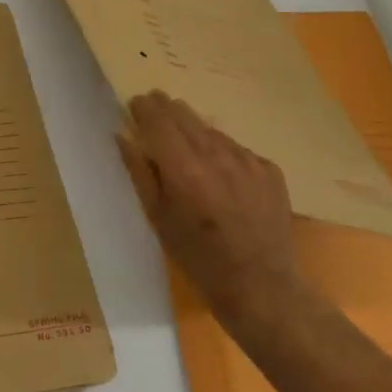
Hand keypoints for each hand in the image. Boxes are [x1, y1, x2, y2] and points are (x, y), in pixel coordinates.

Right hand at [118, 92, 301, 324]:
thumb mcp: (157, 217)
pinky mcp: (269, 169)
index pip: (157, 119)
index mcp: (184, 169)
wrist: (262, 286)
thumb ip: (139, 172)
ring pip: (210, 129)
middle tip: (154, 114)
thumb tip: (122, 136)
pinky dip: (221, 152)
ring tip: (187, 150)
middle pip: (184, 114)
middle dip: (165, 110)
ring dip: (193, 132)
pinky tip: (219, 175)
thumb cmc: (198, 257)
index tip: (134, 105)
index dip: (143, 107)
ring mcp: (247, 160)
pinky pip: (236, 148)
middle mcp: (216, 155)